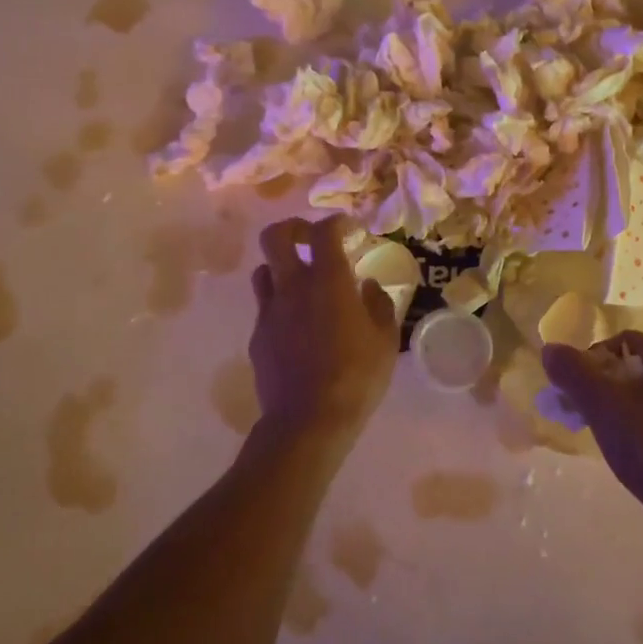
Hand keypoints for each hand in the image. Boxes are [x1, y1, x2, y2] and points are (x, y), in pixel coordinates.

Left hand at [248, 216, 398, 447]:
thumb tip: (366, 286)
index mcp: (328, 282)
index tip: (346, 227)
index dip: (334, 222)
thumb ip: (378, 305)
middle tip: (310, 240)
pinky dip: (279, 305)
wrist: (307, 421)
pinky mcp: (257, 337)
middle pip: (275, 237)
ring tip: (301, 284)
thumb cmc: (356, 378)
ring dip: (281, 268)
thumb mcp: (385, 341)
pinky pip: (265, 308)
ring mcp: (269, 312)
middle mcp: (292, 287)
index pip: (323, 232)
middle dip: (292, 229)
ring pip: (263, 270)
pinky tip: (297, 327)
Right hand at [542, 331, 642, 538]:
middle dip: (601, 385)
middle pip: (635, 367)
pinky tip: (629, 452)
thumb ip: (574, 373)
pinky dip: (640, 425)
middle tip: (580, 412)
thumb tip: (550, 349)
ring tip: (601, 433)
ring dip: (618, 406)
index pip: (623, 340)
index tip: (575, 388)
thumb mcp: (603, 407)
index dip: (592, 358)